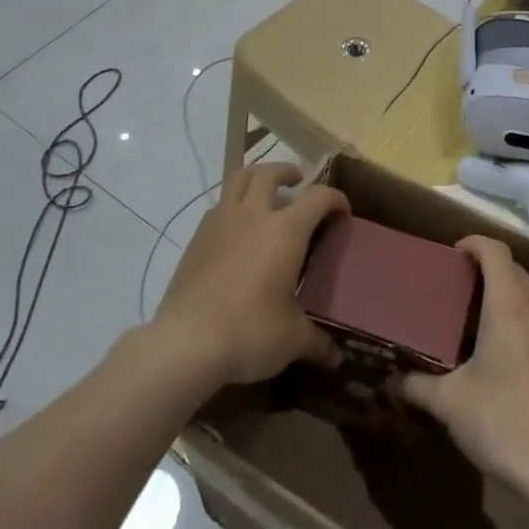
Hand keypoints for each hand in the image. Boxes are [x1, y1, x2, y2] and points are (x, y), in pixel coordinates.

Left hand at [153, 164, 344, 384]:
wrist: (186, 341)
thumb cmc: (250, 332)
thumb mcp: (292, 339)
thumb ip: (317, 342)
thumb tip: (336, 357)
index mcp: (285, 230)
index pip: (318, 197)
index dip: (335, 199)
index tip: (342, 213)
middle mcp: (253, 215)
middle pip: (268, 172)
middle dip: (286, 171)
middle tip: (297, 182)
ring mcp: (219, 223)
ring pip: (237, 179)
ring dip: (255, 179)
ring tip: (264, 194)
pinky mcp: (196, 238)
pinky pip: (218, 207)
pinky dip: (232, 207)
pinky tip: (236, 231)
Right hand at [397, 237, 528, 496]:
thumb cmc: (504, 420)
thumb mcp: (450, 403)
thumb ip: (417, 385)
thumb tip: (391, 381)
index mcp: (510, 304)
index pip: (495, 251)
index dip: (472, 243)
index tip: (450, 255)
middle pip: (513, 269)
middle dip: (484, 269)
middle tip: (452, 287)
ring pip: (528, 294)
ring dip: (502, 294)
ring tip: (470, 316)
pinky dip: (516, 317)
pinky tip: (494, 350)